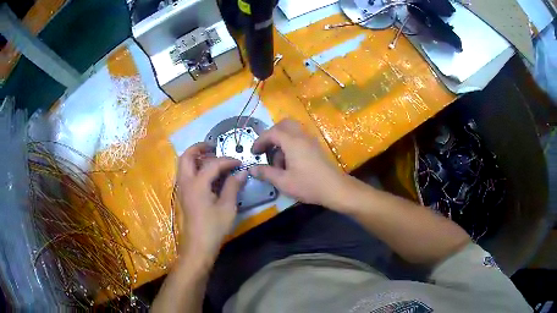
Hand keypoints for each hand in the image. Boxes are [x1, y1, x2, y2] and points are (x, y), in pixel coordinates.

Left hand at [176, 143, 246, 259]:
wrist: (198, 245)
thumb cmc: (214, 227)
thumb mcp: (227, 207)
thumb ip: (232, 186)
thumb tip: (241, 172)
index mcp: (197, 184)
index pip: (212, 164)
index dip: (227, 161)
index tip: (239, 162)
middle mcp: (186, 182)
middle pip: (187, 156)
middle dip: (199, 148)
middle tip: (214, 147)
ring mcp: (182, 189)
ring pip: (183, 164)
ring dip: (195, 157)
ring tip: (211, 159)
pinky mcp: (183, 195)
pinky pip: (186, 174)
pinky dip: (194, 167)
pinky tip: (207, 174)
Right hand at [249, 119, 349, 207]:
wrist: (335, 188)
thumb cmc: (308, 185)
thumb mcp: (283, 182)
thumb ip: (266, 173)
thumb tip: (252, 169)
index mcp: (292, 142)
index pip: (272, 133)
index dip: (260, 141)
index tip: (254, 153)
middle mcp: (302, 136)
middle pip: (284, 124)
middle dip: (271, 134)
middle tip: (265, 149)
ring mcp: (311, 140)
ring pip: (292, 131)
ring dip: (281, 140)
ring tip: (278, 162)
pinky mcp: (316, 147)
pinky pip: (299, 138)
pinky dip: (290, 144)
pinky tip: (290, 163)